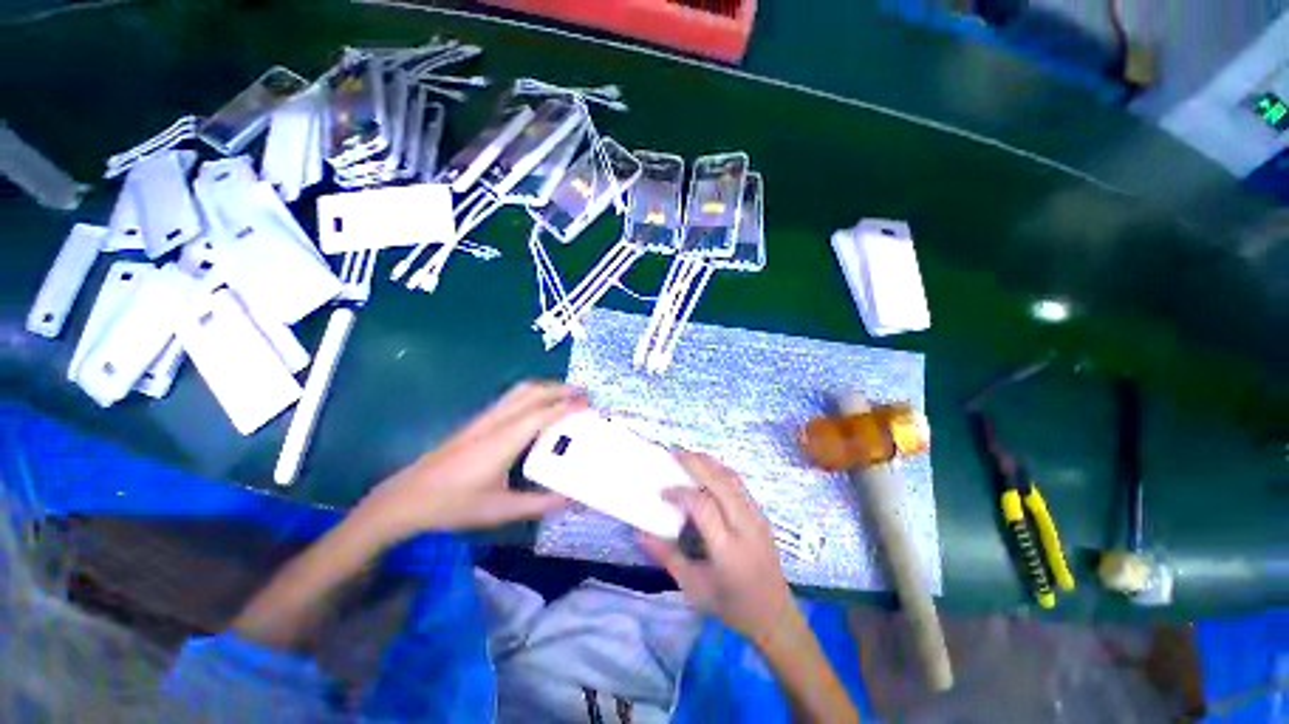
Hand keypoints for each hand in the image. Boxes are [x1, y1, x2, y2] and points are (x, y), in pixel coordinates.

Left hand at [354, 381, 587, 540]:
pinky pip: (511, 397)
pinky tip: (538, 406)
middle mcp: (497, 422)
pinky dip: (533, 393)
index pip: (544, 413)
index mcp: (505, 440)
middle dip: (561, 388)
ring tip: (566, 395)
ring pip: (520, 390)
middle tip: (584, 394)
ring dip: (547, 387)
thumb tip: (573, 501)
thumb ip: (540, 504)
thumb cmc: (454, 504)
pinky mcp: (477, 421)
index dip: (569, 405)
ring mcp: (484, 418)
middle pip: (533, 392)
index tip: (590, 404)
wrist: (406, 498)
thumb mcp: (501, 510)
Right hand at [638, 453, 797, 643]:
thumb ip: (667, 557)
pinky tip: (707, 471)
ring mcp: (758, 518)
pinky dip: (721, 471)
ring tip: (688, 457)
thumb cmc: (731, 606)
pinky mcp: (762, 515)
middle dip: (696, 464)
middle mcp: (746, 527)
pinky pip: (740, 484)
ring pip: (733, 478)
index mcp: (728, 549)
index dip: (680, 493)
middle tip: (674, 455)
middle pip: (721, 483)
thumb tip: (640, 533)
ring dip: (709, 463)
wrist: (776, 616)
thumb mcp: (694, 588)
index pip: (703, 506)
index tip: (662, 491)